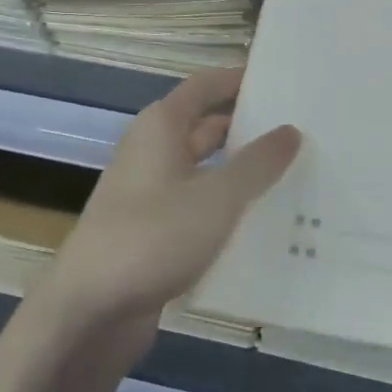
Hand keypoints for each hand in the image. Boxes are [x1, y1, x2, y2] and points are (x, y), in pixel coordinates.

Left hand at [47, 66, 300, 341]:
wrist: (89, 312)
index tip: (282, 81)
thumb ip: (257, 163)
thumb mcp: (217, 197)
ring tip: (295, 176)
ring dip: (242, 174)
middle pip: (207, 128)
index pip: (205, 86)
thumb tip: (290, 130)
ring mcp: (151, 196)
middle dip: (249, 129)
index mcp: (161, 128)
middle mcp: (153, 154)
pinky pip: (199, 210)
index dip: (239, 79)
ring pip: (206, 172)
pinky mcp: (154, 234)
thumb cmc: (152, 236)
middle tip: (301, 132)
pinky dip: (228, 210)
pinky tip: (265, 224)